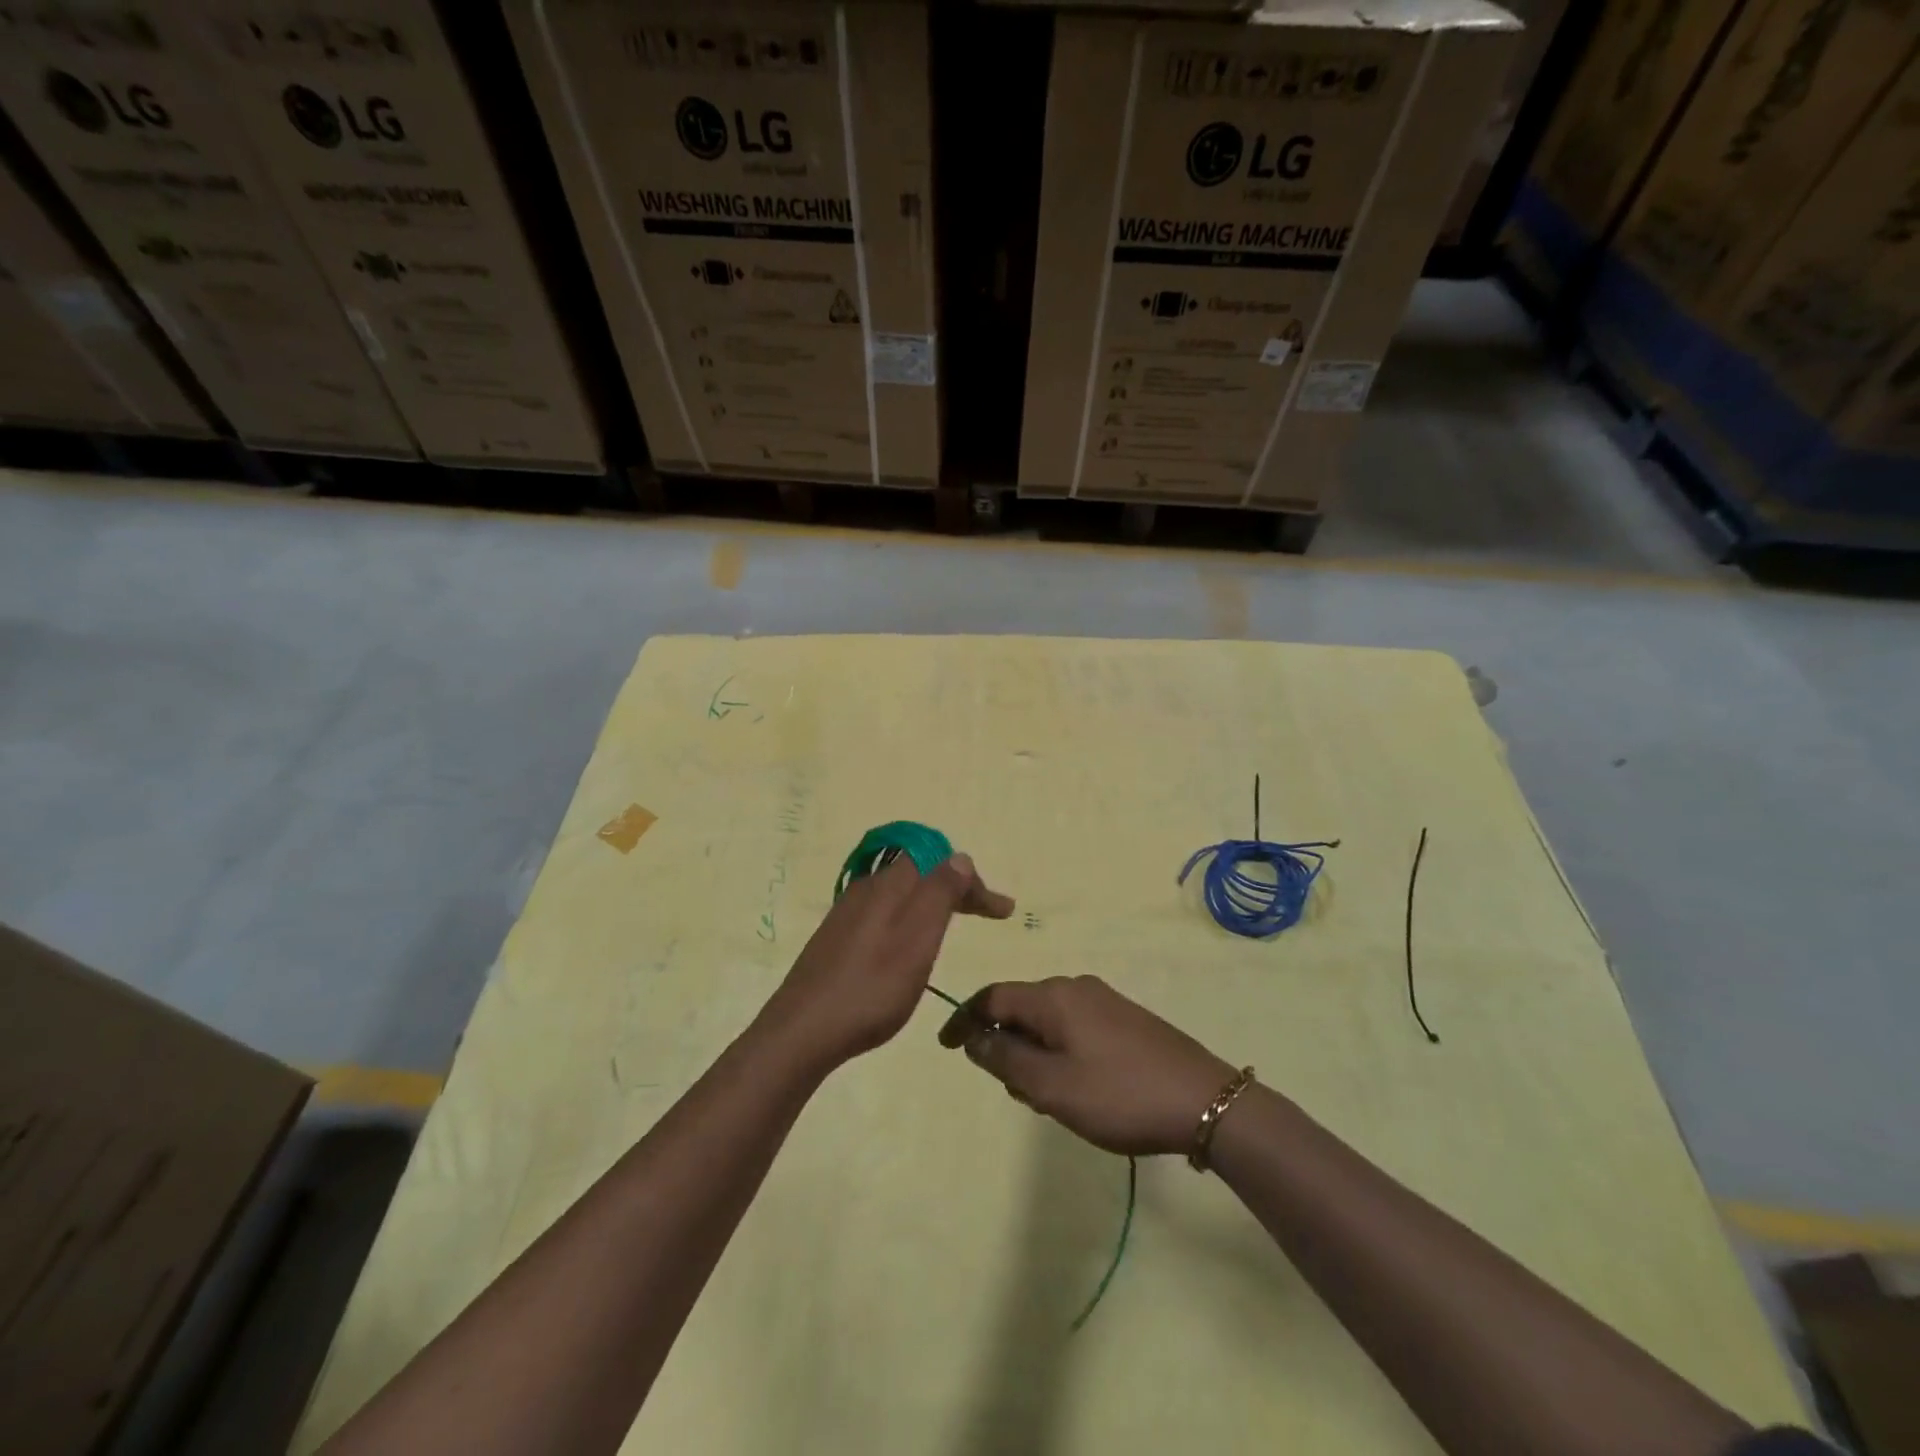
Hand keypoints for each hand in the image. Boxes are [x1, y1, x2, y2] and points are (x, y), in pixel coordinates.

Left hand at [763, 853, 1013, 1070]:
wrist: (802, 1032)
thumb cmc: (871, 988)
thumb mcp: (917, 940)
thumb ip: (939, 893)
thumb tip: (959, 856)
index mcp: (889, 885)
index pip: (939, 861)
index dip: (973, 880)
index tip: (1003, 911)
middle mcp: (867, 890)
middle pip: (920, 873)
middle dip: (957, 888)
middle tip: (987, 913)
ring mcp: (847, 914)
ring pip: (900, 893)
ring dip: (933, 903)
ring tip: (953, 926)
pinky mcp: (836, 939)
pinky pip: (883, 913)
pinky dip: (909, 919)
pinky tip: (909, 946)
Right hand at [938, 976, 1236, 1156]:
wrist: (1205, 1101)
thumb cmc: (1119, 1095)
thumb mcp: (1051, 1085)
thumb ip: (1005, 1058)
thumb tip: (973, 1035)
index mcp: (1054, 996)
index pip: (993, 996)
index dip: (964, 1019)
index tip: (946, 1048)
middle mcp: (1076, 987)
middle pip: (1021, 1006)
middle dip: (1005, 1042)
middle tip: (1012, 1089)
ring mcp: (1104, 1001)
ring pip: (1048, 1020)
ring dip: (1034, 1052)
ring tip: (1046, 1097)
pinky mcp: (1125, 1020)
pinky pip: (1074, 1028)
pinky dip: (1059, 1052)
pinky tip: (1076, 1087)